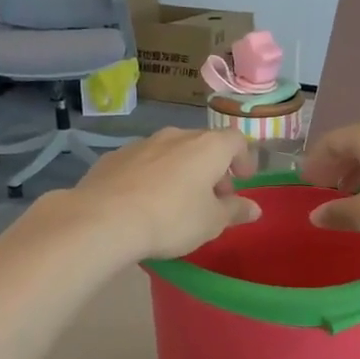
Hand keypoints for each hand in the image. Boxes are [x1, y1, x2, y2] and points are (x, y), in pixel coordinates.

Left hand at [70, 127, 259, 260]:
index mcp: (208, 147)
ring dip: (182, 170)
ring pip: (172, 152)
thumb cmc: (172, 218)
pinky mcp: (114, 157)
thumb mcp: (211, 222)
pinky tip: (145, 201)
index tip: (243, 180)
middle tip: (213, 197)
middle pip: (203, 145)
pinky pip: (144, 163)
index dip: (243, 159)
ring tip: (178, 200)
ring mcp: (142, 143)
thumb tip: (254, 208)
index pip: (236, 141)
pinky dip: (152, 176)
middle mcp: (176, 136)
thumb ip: (235, 211)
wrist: (104, 218)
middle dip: (212, 168)